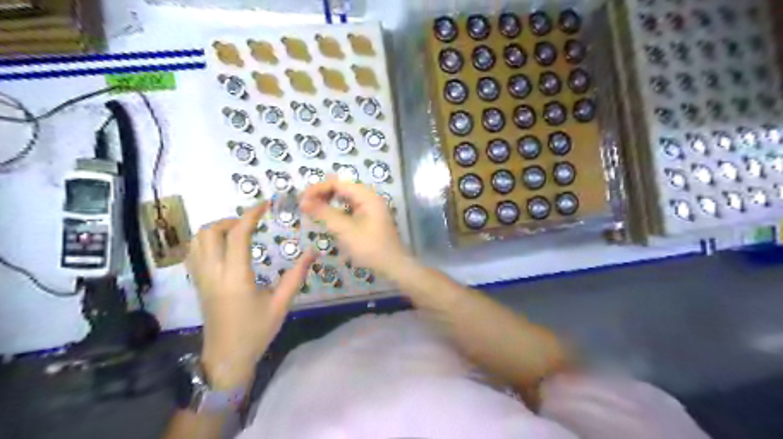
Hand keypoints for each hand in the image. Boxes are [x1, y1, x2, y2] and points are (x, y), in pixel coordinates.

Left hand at [186, 204, 316, 388]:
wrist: (227, 358)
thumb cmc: (256, 332)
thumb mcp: (282, 304)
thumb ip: (296, 275)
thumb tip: (312, 251)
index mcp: (236, 277)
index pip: (237, 235)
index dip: (250, 216)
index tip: (264, 205)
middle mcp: (213, 273)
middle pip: (209, 232)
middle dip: (230, 220)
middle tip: (251, 224)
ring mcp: (201, 278)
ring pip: (196, 240)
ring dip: (216, 229)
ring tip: (238, 233)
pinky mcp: (197, 284)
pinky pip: (193, 253)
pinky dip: (206, 241)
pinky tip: (224, 247)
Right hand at [298, 178, 410, 279]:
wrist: (394, 267)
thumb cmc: (371, 248)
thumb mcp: (345, 230)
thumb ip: (324, 213)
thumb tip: (303, 201)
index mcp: (367, 196)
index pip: (338, 183)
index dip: (318, 189)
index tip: (301, 199)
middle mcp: (369, 198)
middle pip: (341, 188)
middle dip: (322, 194)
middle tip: (304, 205)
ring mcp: (370, 208)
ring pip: (344, 199)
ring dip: (328, 202)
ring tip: (311, 210)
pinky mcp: (368, 219)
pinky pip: (349, 209)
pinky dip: (336, 211)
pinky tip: (327, 218)